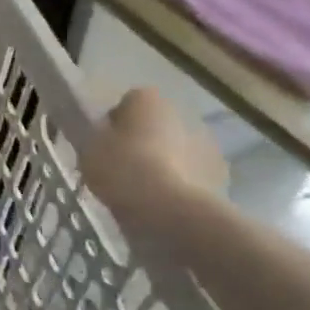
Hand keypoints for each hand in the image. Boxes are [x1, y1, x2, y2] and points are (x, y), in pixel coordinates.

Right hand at [80, 88, 227, 235]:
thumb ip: (97, 138)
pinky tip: (163, 206)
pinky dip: (180, 186)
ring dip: (164, 164)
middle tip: (122, 170)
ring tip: (143, 193)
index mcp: (147, 99)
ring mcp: (206, 145)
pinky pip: (191, 177)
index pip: (126, 103)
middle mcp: (181, 113)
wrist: (171, 210)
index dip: (113, 124)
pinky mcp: (221, 177)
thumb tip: (106, 139)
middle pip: (155, 126)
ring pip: (176, 151)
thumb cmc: (123, 169)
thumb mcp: (89, 150)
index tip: (103, 146)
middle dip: (142, 143)